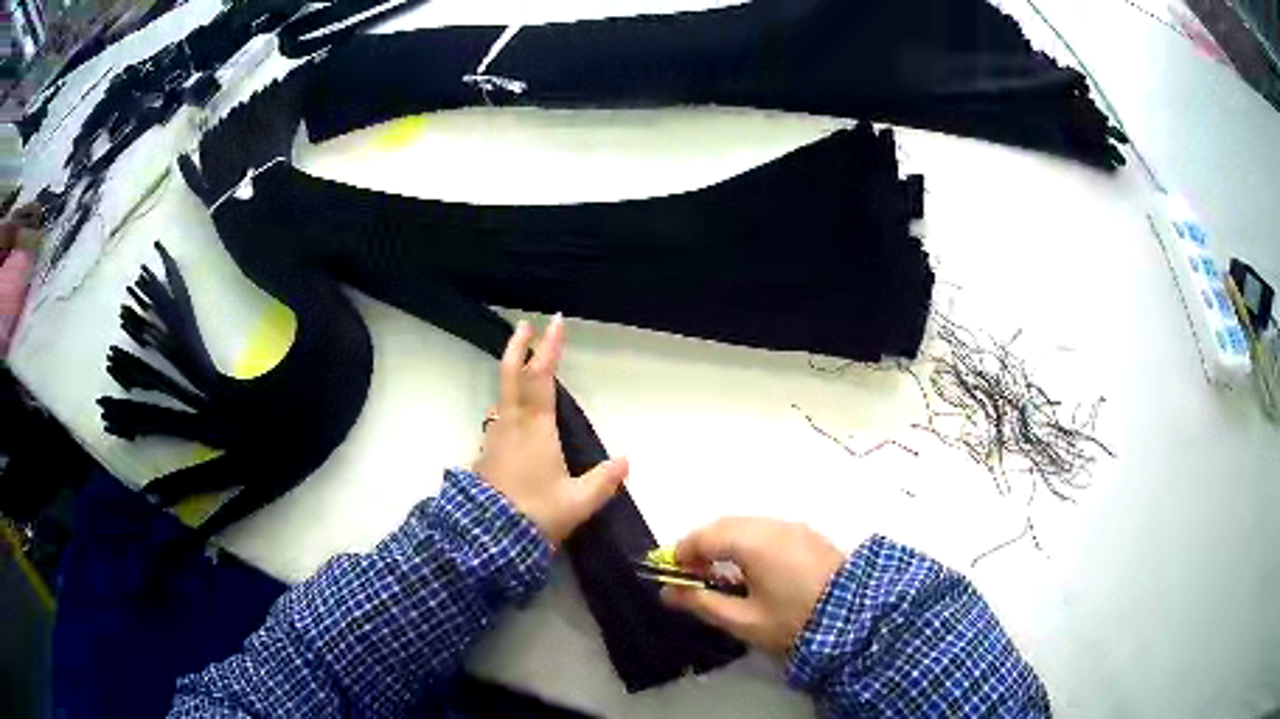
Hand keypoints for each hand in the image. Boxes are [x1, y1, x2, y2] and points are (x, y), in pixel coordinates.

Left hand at [474, 315, 628, 546]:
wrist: (489, 539)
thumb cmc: (536, 514)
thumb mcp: (578, 502)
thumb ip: (603, 481)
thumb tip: (626, 460)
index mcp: (536, 429)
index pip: (541, 378)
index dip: (548, 348)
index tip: (555, 322)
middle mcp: (512, 425)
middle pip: (511, 376)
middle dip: (518, 347)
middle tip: (524, 324)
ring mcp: (495, 438)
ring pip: (502, 397)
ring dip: (511, 375)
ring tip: (522, 368)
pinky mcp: (486, 454)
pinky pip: (499, 418)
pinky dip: (507, 404)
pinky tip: (513, 417)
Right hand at [661, 518, 846, 653]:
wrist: (856, 616)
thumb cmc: (793, 620)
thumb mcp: (743, 620)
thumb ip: (701, 603)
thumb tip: (667, 593)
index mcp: (752, 542)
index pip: (703, 537)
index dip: (682, 554)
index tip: (675, 577)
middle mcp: (771, 524)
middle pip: (724, 525)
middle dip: (703, 546)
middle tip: (696, 577)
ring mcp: (792, 526)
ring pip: (746, 524)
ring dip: (726, 542)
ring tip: (724, 575)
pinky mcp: (807, 533)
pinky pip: (766, 529)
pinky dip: (748, 541)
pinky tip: (754, 568)